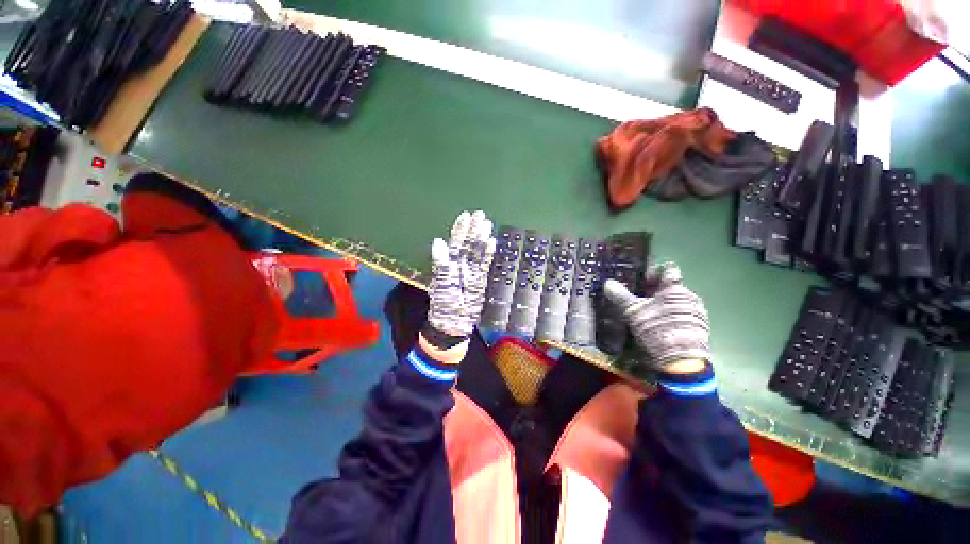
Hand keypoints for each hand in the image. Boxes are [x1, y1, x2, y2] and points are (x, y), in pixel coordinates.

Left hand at [422, 211, 495, 357]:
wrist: (454, 322)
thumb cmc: (444, 303)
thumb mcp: (440, 283)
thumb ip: (441, 263)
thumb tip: (438, 241)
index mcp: (449, 263)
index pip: (456, 243)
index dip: (460, 230)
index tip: (466, 216)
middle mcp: (461, 265)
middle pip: (468, 244)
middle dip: (473, 229)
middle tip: (480, 214)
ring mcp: (472, 271)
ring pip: (478, 252)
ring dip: (482, 238)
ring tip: (487, 223)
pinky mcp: (481, 280)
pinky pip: (485, 264)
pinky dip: (489, 254)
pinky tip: (492, 242)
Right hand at [602, 262, 709, 373]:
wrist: (681, 361)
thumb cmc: (657, 328)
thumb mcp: (633, 311)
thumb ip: (620, 295)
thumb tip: (608, 282)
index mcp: (676, 288)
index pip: (668, 270)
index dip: (653, 272)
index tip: (640, 278)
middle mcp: (690, 297)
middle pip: (671, 287)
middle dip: (654, 290)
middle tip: (636, 295)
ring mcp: (697, 314)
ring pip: (675, 302)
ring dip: (661, 304)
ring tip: (644, 311)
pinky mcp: (699, 329)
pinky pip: (681, 315)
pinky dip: (668, 316)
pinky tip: (656, 324)